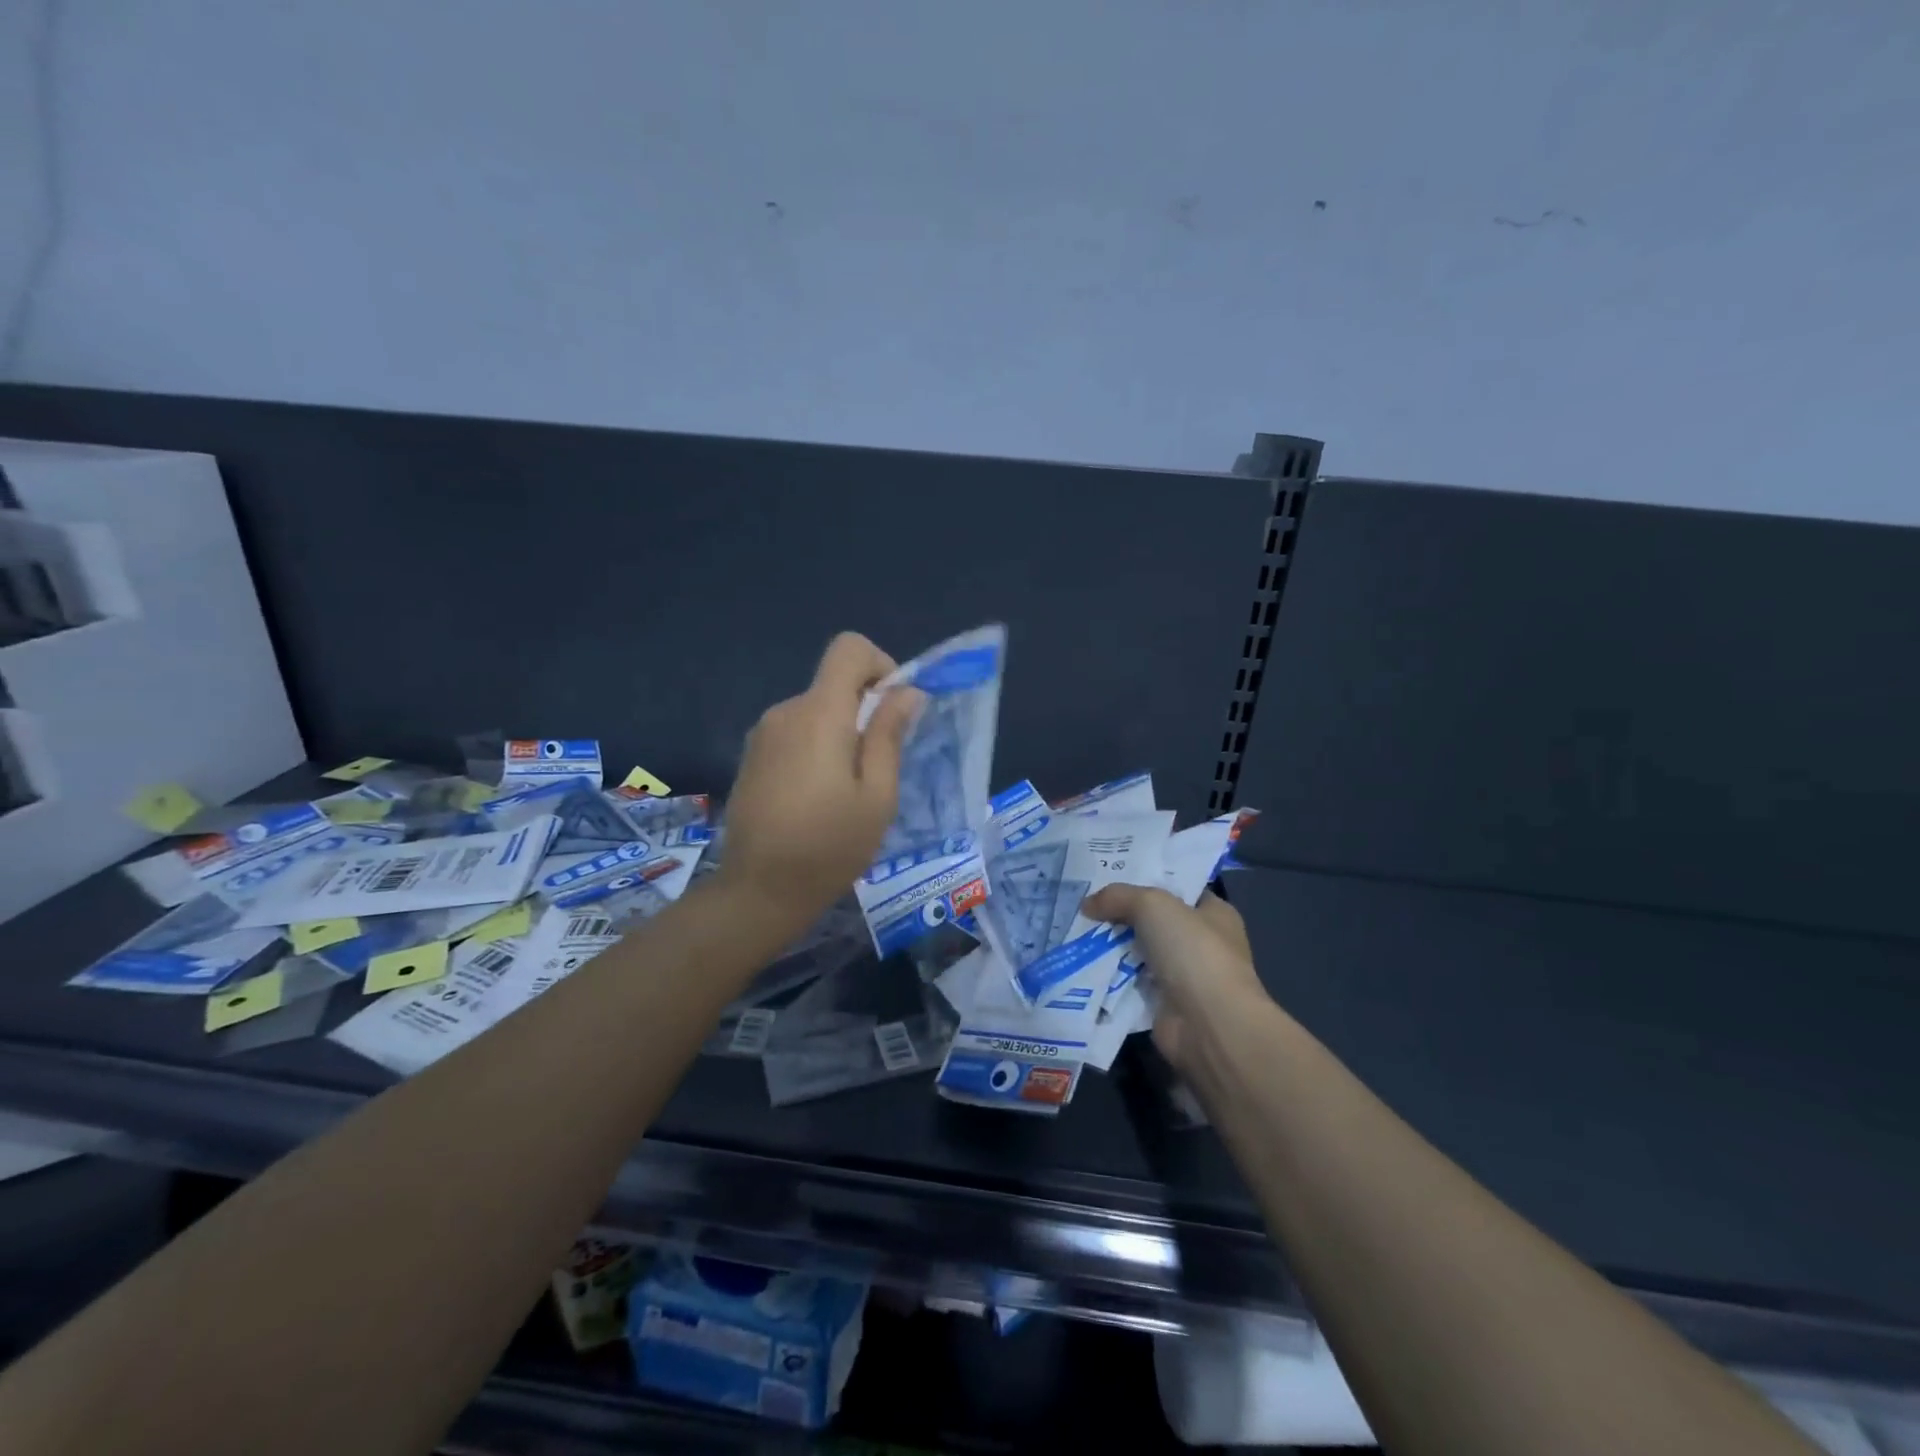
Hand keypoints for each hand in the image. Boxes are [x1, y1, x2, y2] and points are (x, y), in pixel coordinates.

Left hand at [719, 632, 922, 934]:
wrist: (758, 890)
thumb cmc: (830, 846)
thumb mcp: (877, 796)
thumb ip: (890, 735)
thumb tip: (906, 692)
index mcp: (820, 714)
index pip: (849, 648)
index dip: (879, 665)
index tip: (892, 709)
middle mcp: (786, 711)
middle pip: (834, 683)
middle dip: (864, 710)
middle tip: (878, 767)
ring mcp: (763, 733)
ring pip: (816, 710)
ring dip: (840, 733)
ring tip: (848, 790)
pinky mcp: (752, 755)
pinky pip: (795, 732)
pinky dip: (816, 748)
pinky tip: (817, 797)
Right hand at [1081, 885, 1268, 1073]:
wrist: (1208, 1025)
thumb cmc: (1193, 952)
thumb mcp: (1153, 905)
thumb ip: (1119, 897)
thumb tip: (1087, 905)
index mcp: (1214, 914)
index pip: (1179, 890)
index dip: (1147, 880)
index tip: (1110, 874)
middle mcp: (1202, 944)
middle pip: (1153, 922)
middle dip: (1121, 915)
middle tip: (1084, 904)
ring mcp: (1184, 978)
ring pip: (1138, 953)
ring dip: (1111, 947)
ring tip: (1074, 931)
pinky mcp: (1164, 1006)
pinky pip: (1129, 983)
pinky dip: (1109, 977)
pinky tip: (1081, 964)